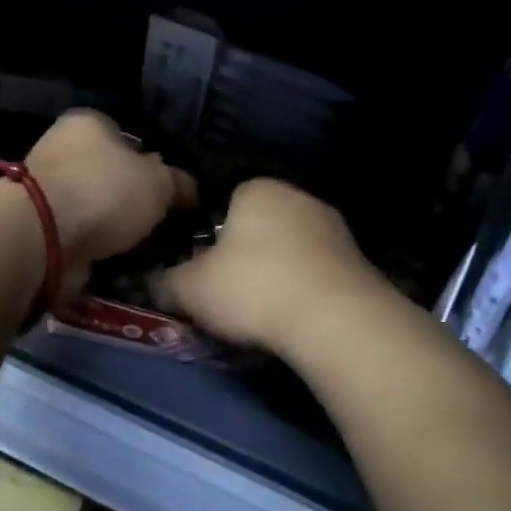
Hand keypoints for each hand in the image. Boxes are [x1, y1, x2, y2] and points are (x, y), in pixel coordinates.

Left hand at [24, 110, 195, 295]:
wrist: (44, 237)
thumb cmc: (104, 191)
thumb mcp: (159, 182)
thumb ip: (178, 182)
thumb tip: (188, 189)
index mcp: (88, 123)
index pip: (128, 137)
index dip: (153, 163)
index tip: (171, 192)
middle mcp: (63, 150)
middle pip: (111, 175)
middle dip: (134, 201)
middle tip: (164, 225)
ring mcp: (48, 191)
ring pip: (97, 209)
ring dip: (116, 229)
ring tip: (148, 250)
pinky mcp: (41, 227)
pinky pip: (82, 236)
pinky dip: (98, 249)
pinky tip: (122, 263)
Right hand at [154, 178, 386, 357]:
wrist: (336, 322)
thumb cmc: (253, 288)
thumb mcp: (189, 289)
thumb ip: (163, 282)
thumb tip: (150, 284)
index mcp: (257, 188)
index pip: (221, 202)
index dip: (206, 237)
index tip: (200, 269)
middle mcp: (299, 196)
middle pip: (256, 227)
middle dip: (241, 256)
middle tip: (225, 293)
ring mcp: (334, 228)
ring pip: (288, 250)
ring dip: (274, 274)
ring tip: (259, 313)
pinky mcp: (360, 261)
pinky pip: (315, 273)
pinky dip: (302, 291)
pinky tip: (292, 319)